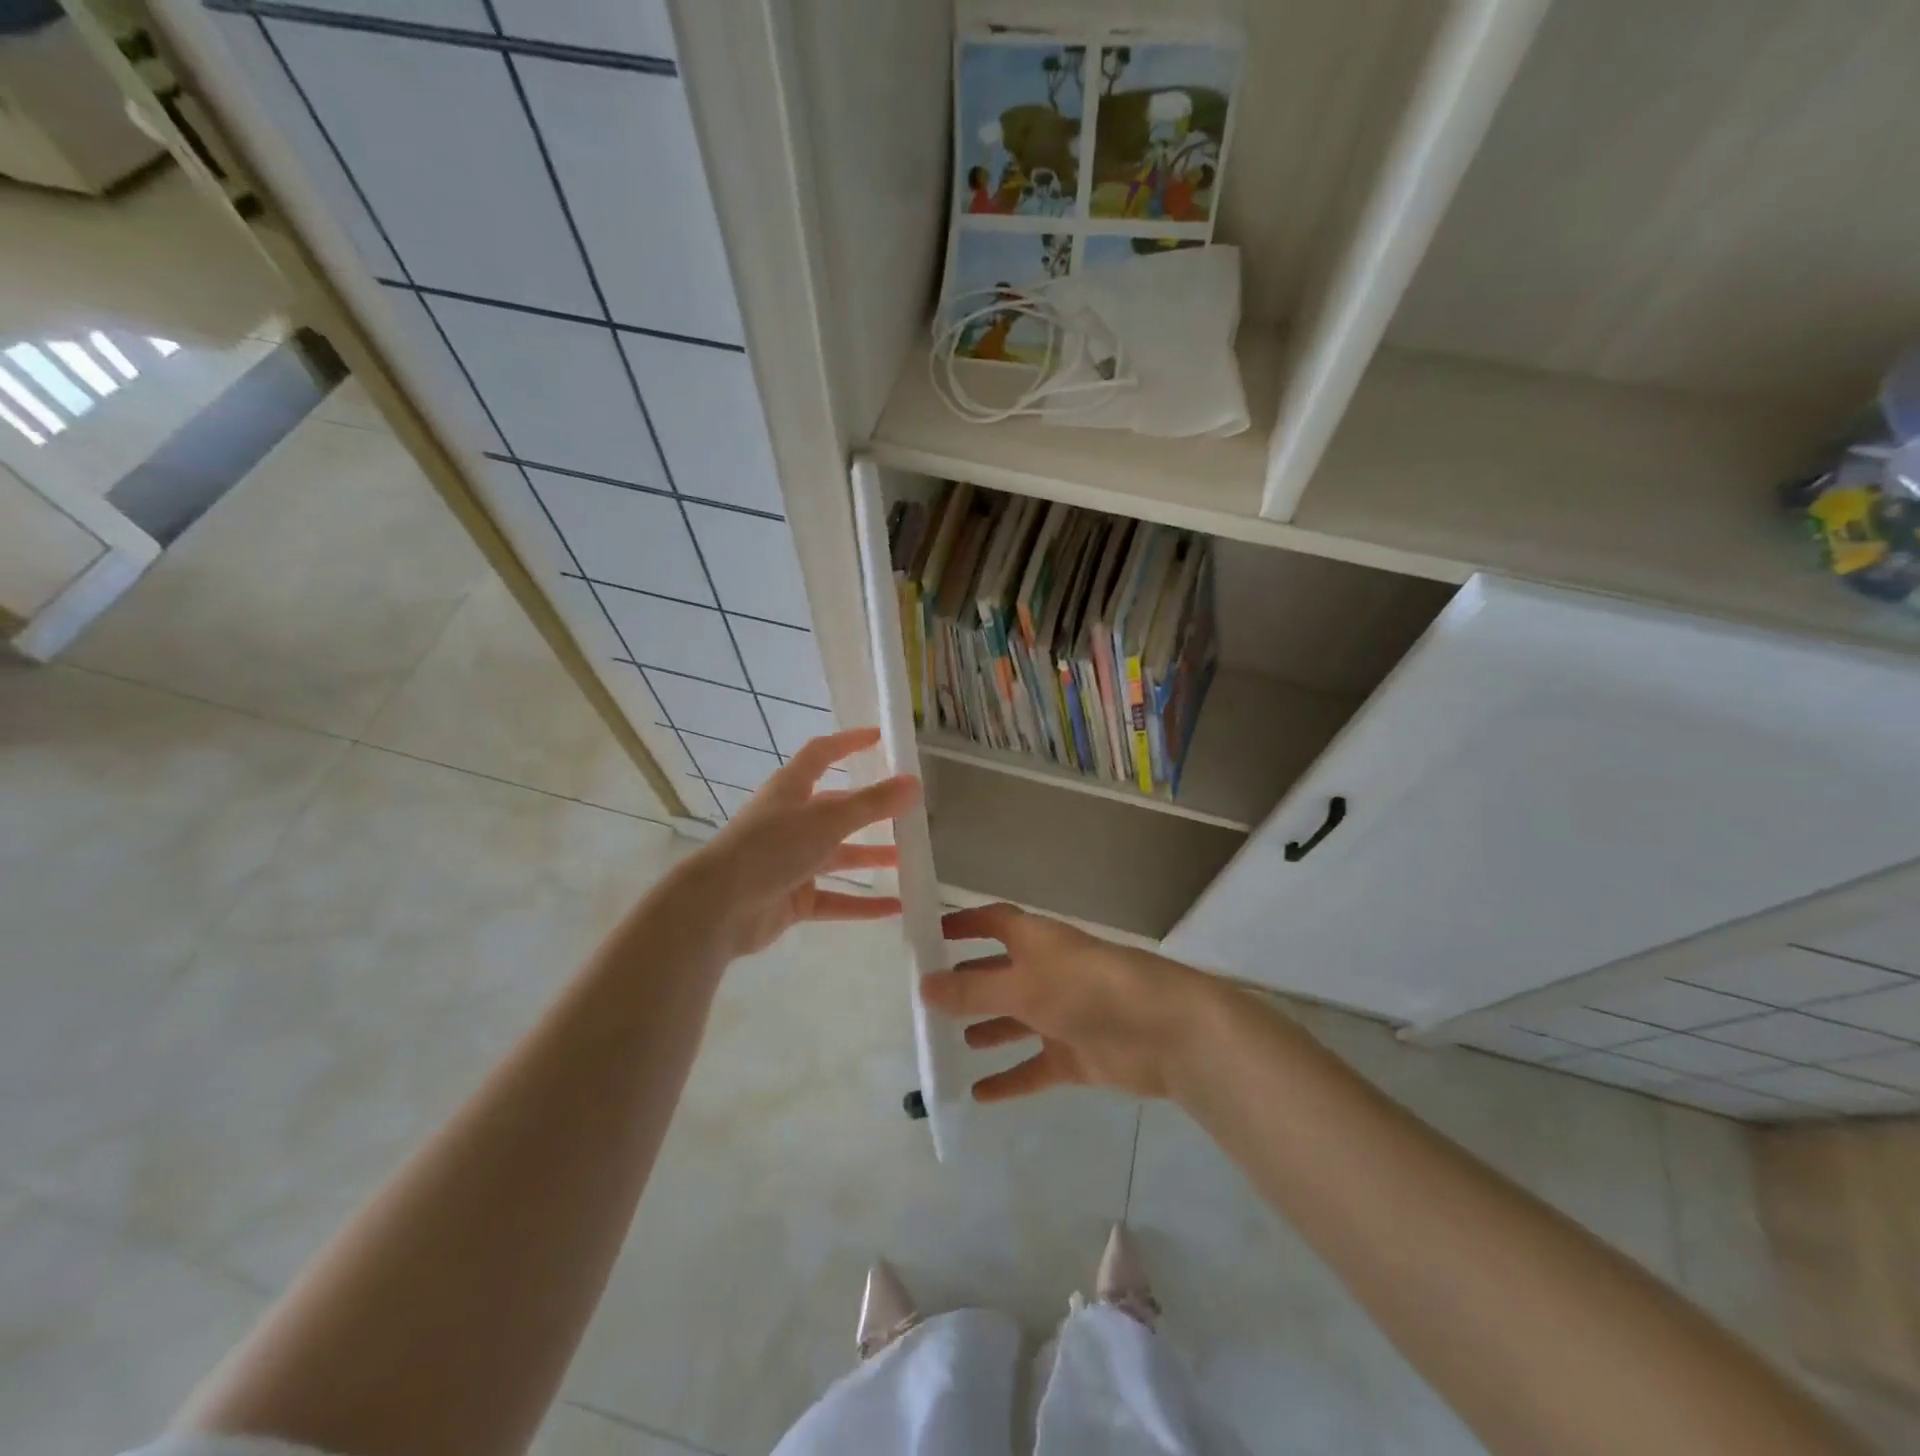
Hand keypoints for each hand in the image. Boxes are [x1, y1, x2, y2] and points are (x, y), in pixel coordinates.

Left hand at [683, 728, 919, 959]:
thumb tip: (915, 783)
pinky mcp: (791, 899)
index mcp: (791, 790)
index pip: (822, 754)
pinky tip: (895, 908)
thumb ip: (873, 803)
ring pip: (837, 855)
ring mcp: (789, 862)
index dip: (848, 743)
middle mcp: (790, 821)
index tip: (880, 738)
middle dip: (870, 811)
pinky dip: (862, 903)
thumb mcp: (828, 820)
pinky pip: (834, 898)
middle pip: (835, 809)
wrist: (719, 907)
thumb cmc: (772, 848)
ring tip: (908, 859)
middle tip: (908, 812)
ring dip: (869, 857)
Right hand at [921, 903, 1221, 1101]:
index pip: (994, 922)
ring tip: (951, 1043)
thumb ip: (972, 989)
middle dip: (968, 984)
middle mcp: (1047, 972)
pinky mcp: (1077, 1054)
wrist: (1163, 1030)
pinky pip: (1034, 1067)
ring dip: (987, 1028)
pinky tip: (978, 1095)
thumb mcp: (1022, 985)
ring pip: (1015, 1020)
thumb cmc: (1086, 989)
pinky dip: (1009, 1078)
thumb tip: (924, 986)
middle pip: (1000, 974)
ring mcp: (1063, 1015)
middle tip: (929, 1003)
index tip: (930, 936)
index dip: (965, 925)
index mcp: (1036, 941)